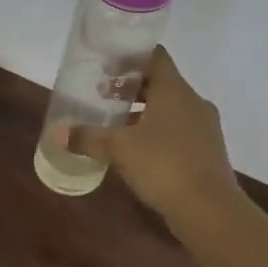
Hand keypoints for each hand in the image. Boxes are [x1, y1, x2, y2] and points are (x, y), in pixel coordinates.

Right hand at [69, 47, 239, 225]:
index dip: (130, 56)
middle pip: (160, 82)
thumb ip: (88, 138)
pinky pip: (178, 129)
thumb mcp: (119, 149)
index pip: (155, 56)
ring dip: (143, 111)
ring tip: (115, 123)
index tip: (107, 65)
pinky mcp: (207, 150)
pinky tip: (137, 149)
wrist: (210, 210)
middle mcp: (192, 101)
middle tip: (103, 94)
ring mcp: (203, 126)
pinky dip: (156, 130)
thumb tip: (57, 133)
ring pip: (170, 108)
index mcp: (174, 90)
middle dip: (131, 87)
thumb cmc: (163, 166)